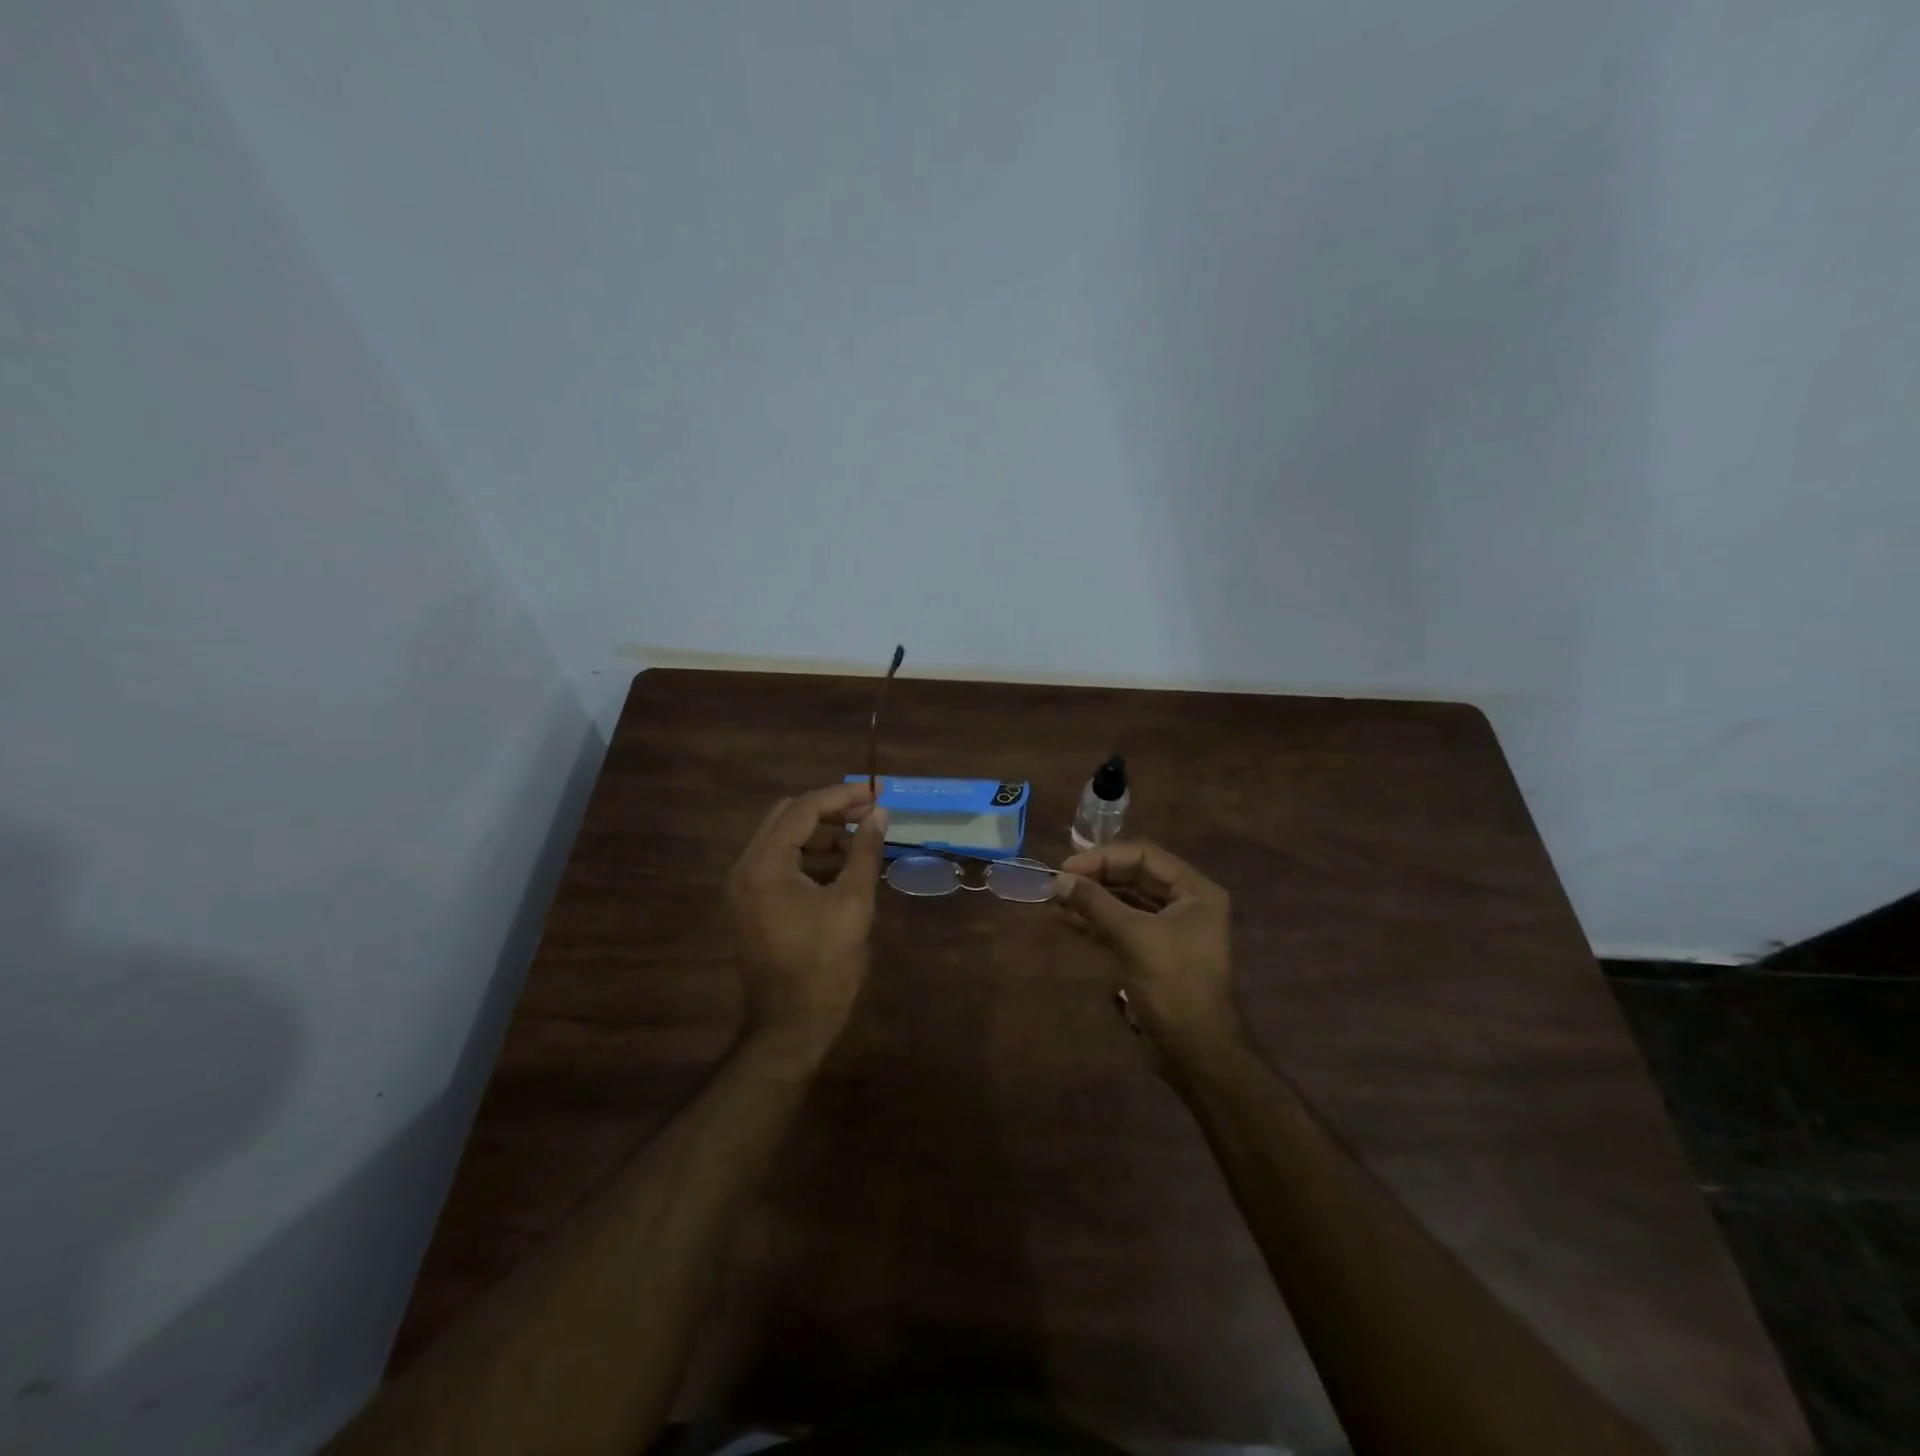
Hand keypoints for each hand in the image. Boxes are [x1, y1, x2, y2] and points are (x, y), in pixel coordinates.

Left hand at [726, 782, 889, 1057]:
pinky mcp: (753, 903)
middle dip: (831, 809)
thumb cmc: (825, 966)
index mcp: (765, 865)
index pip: (804, 809)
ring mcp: (745, 886)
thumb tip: (880, 814)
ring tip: (863, 837)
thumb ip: (865, 852)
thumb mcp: (853, 904)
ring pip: (785, 838)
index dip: (843, 796)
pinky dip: (812, 855)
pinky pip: (782, 862)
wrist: (790, 1026)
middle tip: (870, 810)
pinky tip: (844, 863)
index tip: (877, 792)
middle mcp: (746, 868)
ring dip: (823, 832)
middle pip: (788, 816)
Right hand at [1056, 841, 1244, 1059]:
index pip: (1145, 855)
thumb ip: (1096, 903)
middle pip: (1135, 875)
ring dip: (1092, 899)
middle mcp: (1186, 903)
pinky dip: (1096, 921)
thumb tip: (1059, 879)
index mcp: (1195, 891)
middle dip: (1096, 877)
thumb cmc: (1173, 985)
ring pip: (1125, 901)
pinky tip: (1066, 919)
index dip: (1104, 857)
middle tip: (1059, 881)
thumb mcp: (1133, 937)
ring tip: (1055, 898)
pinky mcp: (1152, 951)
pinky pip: (1122, 925)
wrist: (1196, 1051)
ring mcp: (1169, 928)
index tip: (1069, 867)